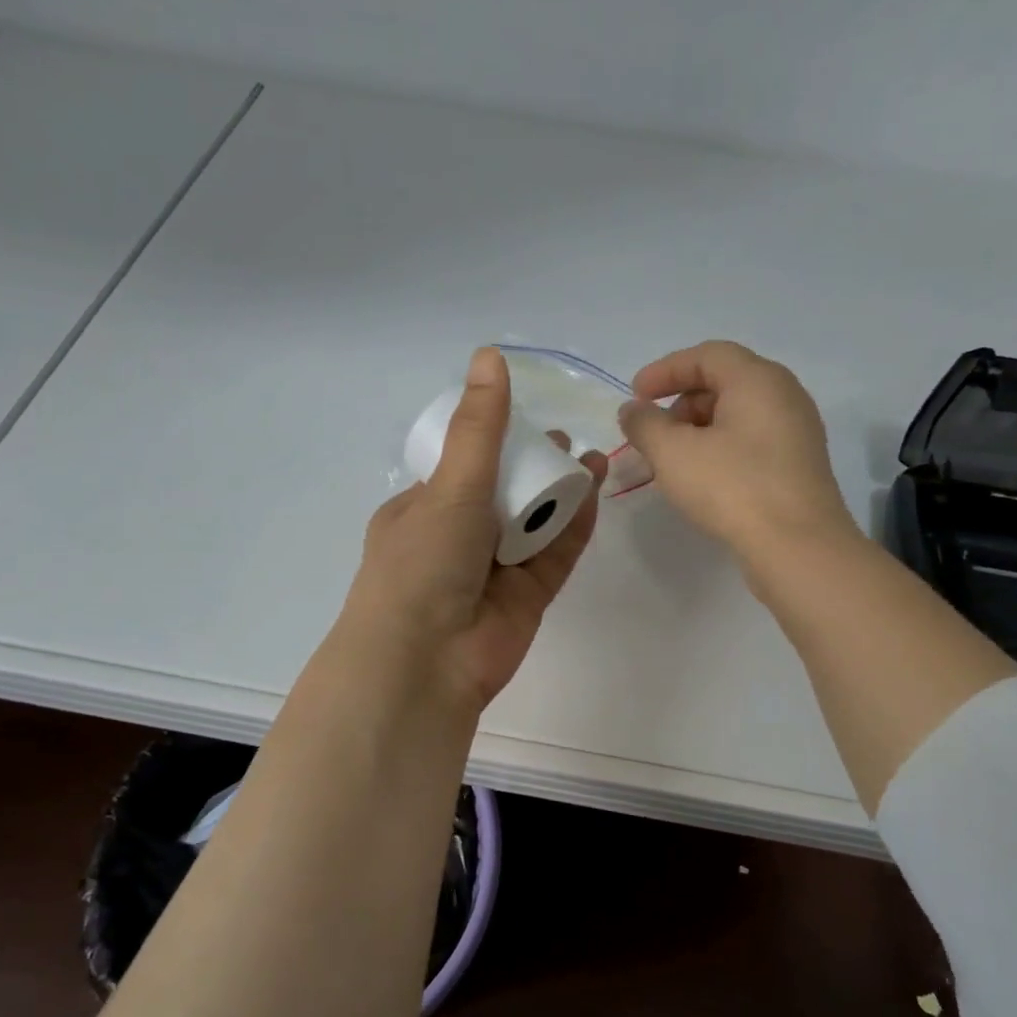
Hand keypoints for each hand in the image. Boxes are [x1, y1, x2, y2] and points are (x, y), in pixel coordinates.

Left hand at [340, 347, 605, 710]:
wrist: (426, 661)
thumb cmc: (424, 563)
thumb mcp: (449, 486)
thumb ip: (478, 428)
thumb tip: (488, 355)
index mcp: (421, 512)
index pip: (460, 468)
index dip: (492, 443)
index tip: (526, 419)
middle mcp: (456, 540)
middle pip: (504, 494)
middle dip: (535, 466)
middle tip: (566, 441)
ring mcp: (493, 571)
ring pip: (534, 523)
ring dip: (560, 492)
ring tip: (592, 458)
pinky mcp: (526, 598)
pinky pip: (554, 554)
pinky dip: (573, 526)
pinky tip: (595, 492)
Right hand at [618, 340, 855, 560]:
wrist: (797, 546)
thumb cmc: (732, 487)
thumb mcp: (673, 453)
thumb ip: (645, 424)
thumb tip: (633, 410)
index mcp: (758, 379)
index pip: (707, 355)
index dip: (665, 370)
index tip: (635, 395)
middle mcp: (784, 395)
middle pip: (724, 382)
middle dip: (680, 402)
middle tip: (653, 433)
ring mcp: (797, 431)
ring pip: (738, 415)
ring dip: (699, 429)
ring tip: (673, 461)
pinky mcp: (798, 465)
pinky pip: (752, 441)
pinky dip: (721, 448)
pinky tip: (703, 478)